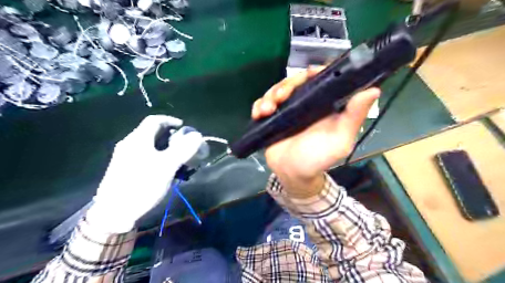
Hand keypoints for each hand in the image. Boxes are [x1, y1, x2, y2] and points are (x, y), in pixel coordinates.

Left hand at [87, 114, 202, 232]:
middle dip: (171, 136)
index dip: (170, 120)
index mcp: (138, 139)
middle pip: (152, 133)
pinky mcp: (125, 169)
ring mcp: (126, 157)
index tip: (184, 127)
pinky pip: (146, 156)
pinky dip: (159, 157)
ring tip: (179, 158)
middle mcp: (130, 144)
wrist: (114, 213)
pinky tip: (166, 170)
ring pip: (150, 145)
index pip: (155, 120)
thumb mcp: (166, 166)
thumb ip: (183, 149)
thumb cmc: (142, 185)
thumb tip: (197, 135)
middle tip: (185, 145)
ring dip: (166, 148)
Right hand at [252, 67, 377, 197]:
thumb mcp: (340, 140)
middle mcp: (306, 103)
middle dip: (286, 85)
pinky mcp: (273, 117)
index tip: (309, 73)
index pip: (321, 79)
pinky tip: (258, 113)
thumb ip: (354, 117)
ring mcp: (287, 109)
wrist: (293, 174)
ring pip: (277, 90)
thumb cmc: (318, 159)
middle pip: (295, 81)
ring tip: (266, 110)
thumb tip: (374, 90)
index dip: (316, 71)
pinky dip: (259, 105)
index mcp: (324, 104)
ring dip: (270, 96)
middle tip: (280, 97)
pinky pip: (263, 103)